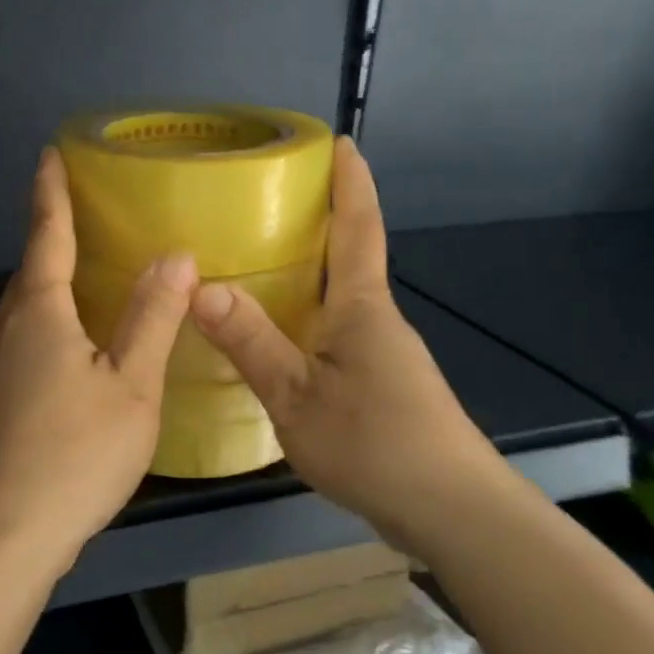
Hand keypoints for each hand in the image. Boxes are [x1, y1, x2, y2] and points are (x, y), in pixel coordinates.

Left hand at [0, 147, 195, 573]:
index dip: (50, 193)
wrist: (7, 534)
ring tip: (84, 276)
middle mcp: (7, 332)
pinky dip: (47, 324)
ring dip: (49, 284)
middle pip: (30, 272)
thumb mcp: (131, 385)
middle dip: (51, 237)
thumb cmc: (77, 454)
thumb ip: (153, 318)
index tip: (49, 153)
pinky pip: (23, 342)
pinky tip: (72, 348)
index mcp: (39, 315)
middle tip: (82, 213)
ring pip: (24, 311)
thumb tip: (176, 255)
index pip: (46, 236)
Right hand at [190, 137, 516, 553]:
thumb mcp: (296, 397)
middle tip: (270, 200)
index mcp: (361, 307)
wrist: (452, 512)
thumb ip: (252, 342)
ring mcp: (384, 354)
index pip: (358, 227)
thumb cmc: (375, 444)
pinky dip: (310, 317)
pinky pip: (339, 332)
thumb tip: (202, 286)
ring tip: (260, 263)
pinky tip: (280, 338)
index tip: (341, 141)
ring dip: (311, 273)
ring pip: (341, 299)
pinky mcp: (383, 385)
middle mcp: (377, 320)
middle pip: (349, 257)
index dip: (350, 182)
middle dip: (321, 220)